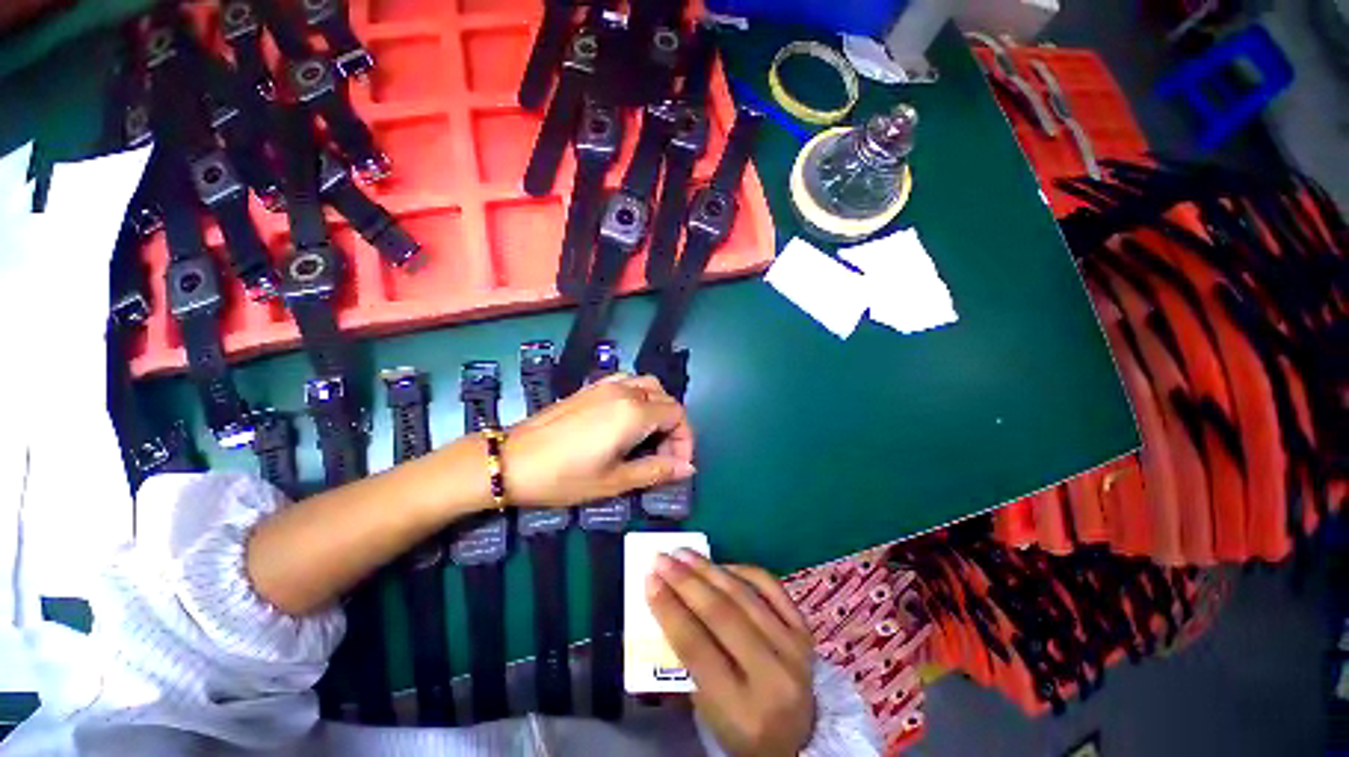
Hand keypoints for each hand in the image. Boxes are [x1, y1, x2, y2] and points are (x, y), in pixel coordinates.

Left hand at [502, 374, 694, 506]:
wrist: (510, 461)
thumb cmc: (564, 476)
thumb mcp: (614, 480)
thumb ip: (656, 470)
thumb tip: (688, 469)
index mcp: (634, 412)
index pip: (677, 416)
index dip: (685, 441)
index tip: (677, 466)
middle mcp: (625, 391)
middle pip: (666, 399)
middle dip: (673, 427)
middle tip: (664, 456)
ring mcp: (605, 385)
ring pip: (648, 386)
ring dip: (658, 409)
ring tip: (649, 437)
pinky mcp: (590, 387)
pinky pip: (627, 382)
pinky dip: (639, 397)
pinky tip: (627, 421)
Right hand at [648, 551, 815, 756]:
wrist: (802, 738)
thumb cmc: (743, 728)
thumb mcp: (709, 712)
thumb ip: (688, 663)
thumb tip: (667, 603)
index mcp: (743, 711)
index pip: (696, 648)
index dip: (669, 610)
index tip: (649, 580)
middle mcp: (773, 676)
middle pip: (721, 614)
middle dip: (685, 581)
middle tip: (662, 558)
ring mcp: (794, 648)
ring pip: (743, 595)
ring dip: (708, 569)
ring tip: (684, 553)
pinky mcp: (805, 629)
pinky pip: (771, 586)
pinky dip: (743, 570)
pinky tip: (721, 565)